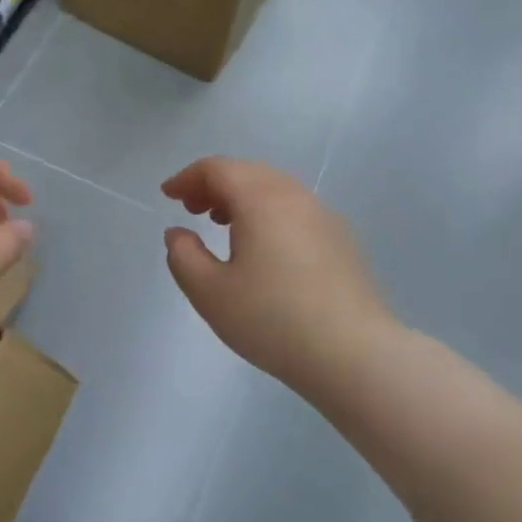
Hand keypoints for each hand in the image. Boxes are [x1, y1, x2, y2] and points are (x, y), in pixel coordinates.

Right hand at [163, 158, 391, 397]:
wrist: (354, 353)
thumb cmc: (272, 319)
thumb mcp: (210, 292)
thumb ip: (183, 256)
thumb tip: (178, 233)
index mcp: (260, 199)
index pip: (218, 168)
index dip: (187, 177)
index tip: (167, 196)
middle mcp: (295, 195)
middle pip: (248, 172)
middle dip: (214, 184)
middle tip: (191, 209)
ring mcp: (324, 215)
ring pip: (275, 189)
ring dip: (242, 197)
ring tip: (222, 224)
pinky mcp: (342, 239)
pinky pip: (295, 209)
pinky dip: (268, 213)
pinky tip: (263, 248)